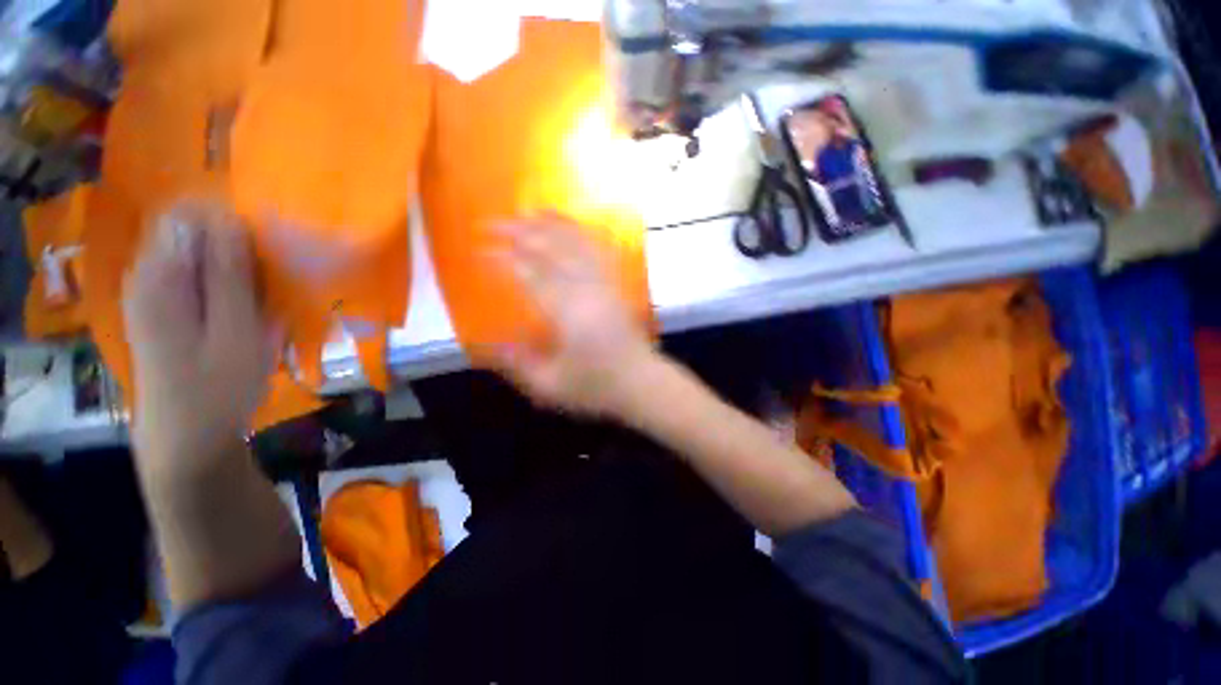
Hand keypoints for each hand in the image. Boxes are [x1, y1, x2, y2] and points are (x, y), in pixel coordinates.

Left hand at [123, 200, 275, 471]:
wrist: (187, 438)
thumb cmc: (216, 386)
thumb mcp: (235, 330)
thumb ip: (229, 274)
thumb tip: (231, 218)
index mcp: (159, 276)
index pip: (187, 214)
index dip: (229, 219)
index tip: (266, 244)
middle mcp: (146, 275)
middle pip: (190, 232)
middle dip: (234, 244)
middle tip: (269, 279)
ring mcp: (151, 294)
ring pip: (195, 255)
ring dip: (233, 266)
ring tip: (262, 298)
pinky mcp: (161, 310)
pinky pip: (195, 277)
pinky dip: (224, 283)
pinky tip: (244, 309)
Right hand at [489, 215, 658, 418]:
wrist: (641, 383)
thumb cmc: (595, 387)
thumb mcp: (549, 386)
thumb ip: (516, 363)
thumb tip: (487, 343)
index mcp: (565, 313)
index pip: (529, 274)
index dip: (503, 259)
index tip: (481, 250)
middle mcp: (585, 290)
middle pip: (550, 249)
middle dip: (519, 232)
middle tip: (492, 223)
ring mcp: (604, 284)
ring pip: (575, 243)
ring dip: (549, 224)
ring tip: (527, 211)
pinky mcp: (617, 285)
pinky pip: (599, 250)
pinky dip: (582, 233)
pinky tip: (571, 226)